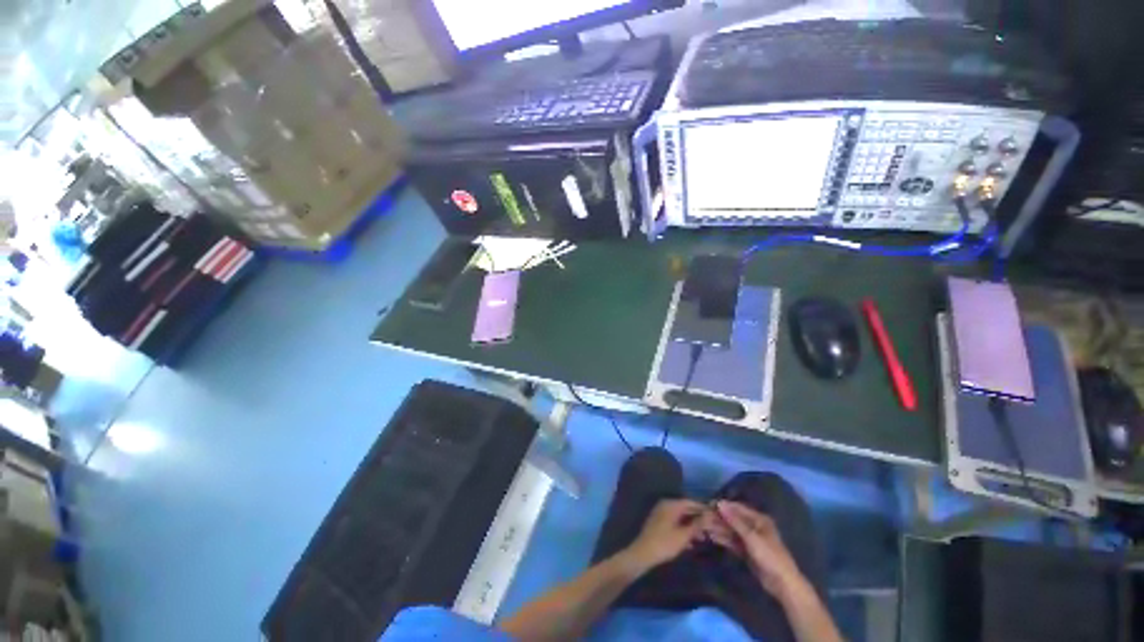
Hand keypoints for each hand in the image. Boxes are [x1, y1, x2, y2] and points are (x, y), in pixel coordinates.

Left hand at [624, 499, 705, 569]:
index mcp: (671, 504)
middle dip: (698, 519)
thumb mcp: (684, 535)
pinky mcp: (658, 523)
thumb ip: (697, 524)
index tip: (715, 517)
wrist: (643, 553)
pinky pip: (674, 522)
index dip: (703, 509)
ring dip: (691, 526)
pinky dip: (683, 529)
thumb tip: (710, 515)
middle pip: (685, 509)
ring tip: (703, 538)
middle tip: (711, 529)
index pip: (690, 502)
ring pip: (680, 517)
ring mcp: (661, 513)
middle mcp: (665, 505)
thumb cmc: (665, 543)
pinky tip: (691, 542)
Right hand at [707, 501, 807, 598]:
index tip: (709, 504)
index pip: (738, 508)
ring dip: (720, 528)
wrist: (782, 584)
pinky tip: (712, 537)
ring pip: (732, 530)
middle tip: (704, 517)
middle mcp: (754, 527)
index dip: (724, 506)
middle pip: (734, 519)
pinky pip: (733, 541)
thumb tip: (720, 503)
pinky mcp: (747, 551)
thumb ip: (735, 521)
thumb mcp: (751, 537)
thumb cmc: (770, 556)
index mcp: (759, 520)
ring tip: (705, 526)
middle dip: (720, 518)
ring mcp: (750, 539)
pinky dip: (724, 539)